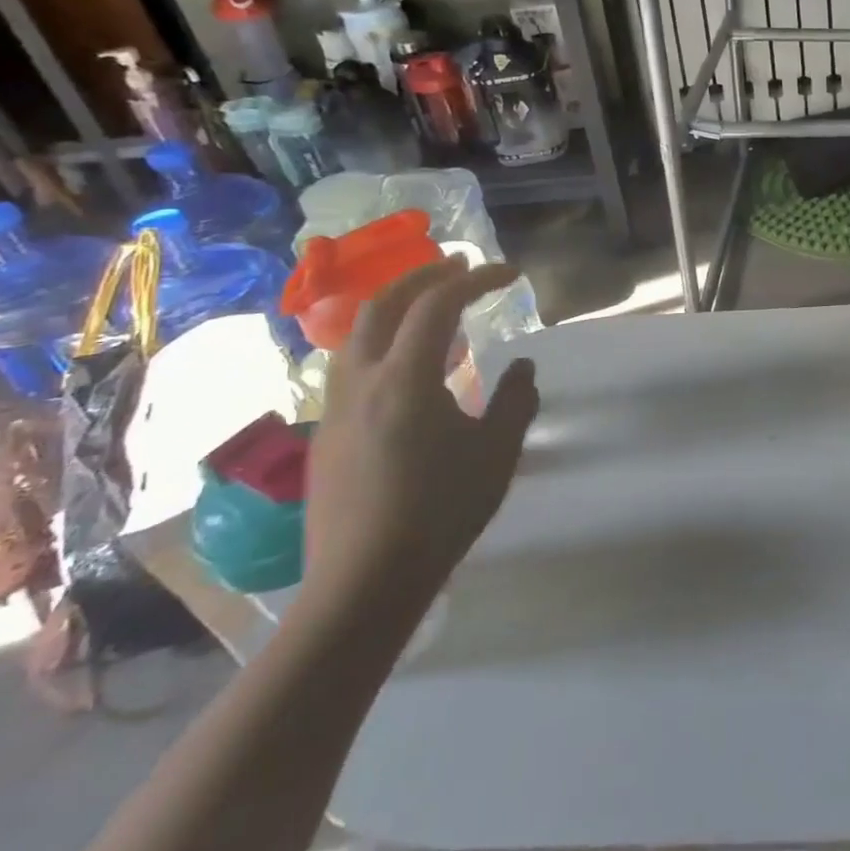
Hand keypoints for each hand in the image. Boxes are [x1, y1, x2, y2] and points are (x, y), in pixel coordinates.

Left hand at [303, 257, 538, 609]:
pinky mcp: (328, 434)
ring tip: (432, 308)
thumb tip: (522, 366)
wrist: (364, 584)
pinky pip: (353, 365)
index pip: (438, 304)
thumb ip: (515, 400)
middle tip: (459, 266)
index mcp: (405, 378)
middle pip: (384, 303)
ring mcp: (337, 407)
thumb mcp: (497, 452)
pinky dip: (384, 342)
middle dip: (424, 276)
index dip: (476, 279)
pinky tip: (409, 369)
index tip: (509, 274)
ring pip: (358, 332)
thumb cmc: (440, 512)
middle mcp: (362, 380)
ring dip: (397, 306)